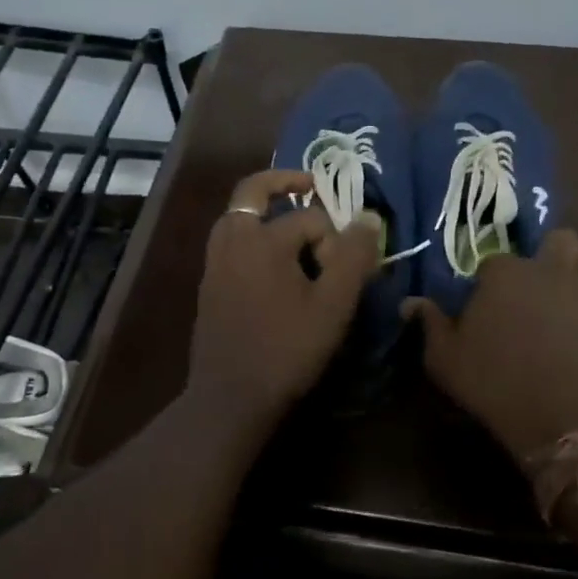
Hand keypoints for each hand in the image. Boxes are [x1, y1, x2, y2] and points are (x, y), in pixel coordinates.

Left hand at [184, 169, 380, 432]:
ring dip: (262, 208)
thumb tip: (368, 217)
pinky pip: (229, 240)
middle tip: (308, 182)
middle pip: (252, 191)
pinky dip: (250, 232)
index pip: (310, 218)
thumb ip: (353, 257)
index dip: (334, 240)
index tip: (345, 272)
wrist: (230, 397)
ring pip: (236, 215)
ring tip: (290, 218)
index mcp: (262, 239)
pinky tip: (271, 260)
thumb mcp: (333, 305)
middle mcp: (233, 240)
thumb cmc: (287, 349)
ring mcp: (215, 261)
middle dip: (282, 181)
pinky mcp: (209, 283)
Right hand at [407, 231, 577, 463]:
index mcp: (507, 272)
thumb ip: (430, 325)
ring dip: (572, 293)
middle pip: (558, 243)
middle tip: (534, 294)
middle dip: (548, 259)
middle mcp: (552, 272)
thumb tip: (411, 303)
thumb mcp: (446, 360)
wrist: (573, 422)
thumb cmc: (498, 383)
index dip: (488, 284)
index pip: (493, 262)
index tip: (484, 310)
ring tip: (559, 330)